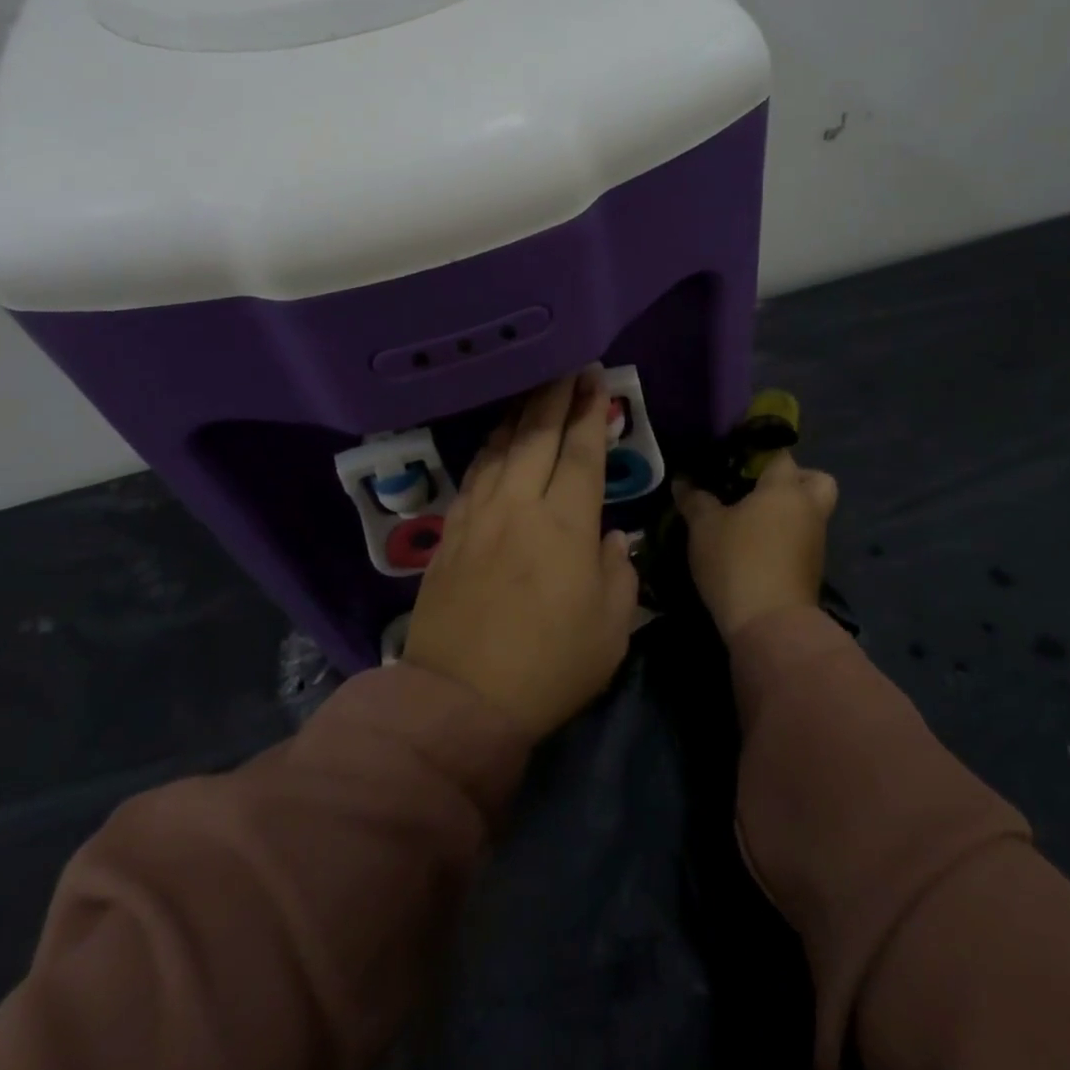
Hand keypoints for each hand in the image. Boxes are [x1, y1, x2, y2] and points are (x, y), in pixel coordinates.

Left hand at [403, 370, 640, 739]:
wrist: (459, 701)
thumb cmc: (548, 668)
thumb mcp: (609, 630)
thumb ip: (618, 574)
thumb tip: (612, 539)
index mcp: (565, 526)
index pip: (582, 453)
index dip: (590, 413)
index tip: (595, 380)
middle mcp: (520, 506)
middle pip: (538, 436)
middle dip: (556, 396)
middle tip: (568, 367)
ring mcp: (479, 516)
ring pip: (501, 448)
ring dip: (521, 415)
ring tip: (535, 392)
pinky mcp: (451, 533)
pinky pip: (474, 475)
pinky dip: (490, 448)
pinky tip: (496, 440)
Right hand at [676, 453, 837, 636]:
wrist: (770, 625)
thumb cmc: (737, 561)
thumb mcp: (704, 527)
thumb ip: (695, 500)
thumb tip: (683, 481)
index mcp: (785, 488)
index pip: (779, 454)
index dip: (757, 453)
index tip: (732, 459)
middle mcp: (808, 509)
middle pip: (815, 480)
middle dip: (793, 480)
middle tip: (758, 489)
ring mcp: (815, 541)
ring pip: (808, 513)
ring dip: (786, 514)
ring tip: (746, 522)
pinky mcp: (811, 570)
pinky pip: (800, 540)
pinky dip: (783, 539)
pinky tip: (753, 549)